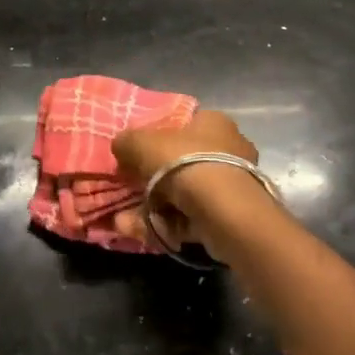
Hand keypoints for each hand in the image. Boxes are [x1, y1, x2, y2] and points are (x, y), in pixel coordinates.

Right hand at [112, 109, 260, 251]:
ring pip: (184, 195)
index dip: (156, 139)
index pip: (183, 125)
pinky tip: (140, 232)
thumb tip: (121, 146)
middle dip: (151, 181)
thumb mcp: (141, 143)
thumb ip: (127, 141)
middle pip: (182, 163)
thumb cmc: (182, 162)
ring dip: (151, 208)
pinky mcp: (231, 217)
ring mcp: (232, 185)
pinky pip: (190, 218)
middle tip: (129, 190)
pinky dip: (165, 225)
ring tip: (123, 221)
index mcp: (213, 122)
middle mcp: (230, 149)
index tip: (135, 156)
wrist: (221, 209)